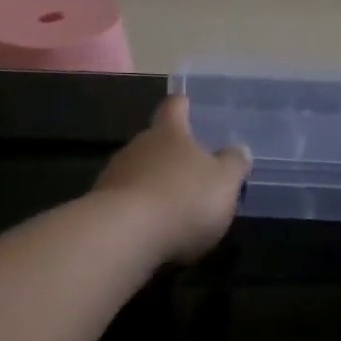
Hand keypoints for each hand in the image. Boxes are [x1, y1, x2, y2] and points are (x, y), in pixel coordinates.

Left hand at [94, 96, 251, 263]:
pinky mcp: (101, 206)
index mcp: (169, 132)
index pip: (175, 107)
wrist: (123, 235)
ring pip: (138, 171)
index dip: (183, 106)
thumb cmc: (183, 199)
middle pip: (155, 141)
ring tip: (174, 207)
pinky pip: (126, 201)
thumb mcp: (224, 182)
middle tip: (192, 170)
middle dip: (171, 154)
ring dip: (154, 184)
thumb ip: (233, 165)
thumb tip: (239, 150)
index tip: (188, 106)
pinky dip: (140, 210)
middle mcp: (138, 145)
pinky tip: (152, 230)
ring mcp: (115, 174)